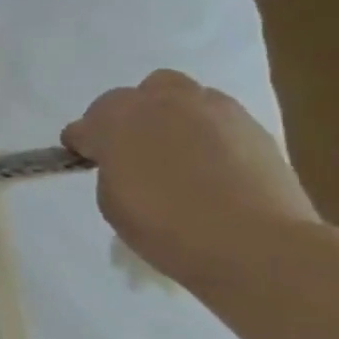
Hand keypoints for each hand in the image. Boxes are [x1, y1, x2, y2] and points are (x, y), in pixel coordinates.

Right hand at [62, 70, 320, 291]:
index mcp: (114, 120)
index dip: (84, 146)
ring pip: (182, 96)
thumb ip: (112, 169)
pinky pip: (219, 118)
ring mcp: (211, 110)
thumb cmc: (165, 225)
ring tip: (179, 152)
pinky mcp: (253, 126)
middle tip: (134, 151)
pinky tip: (215, 164)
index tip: (91, 164)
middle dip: (130, 118)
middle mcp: (159, 103)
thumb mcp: (112, 202)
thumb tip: (124, 162)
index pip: (84, 125)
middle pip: (135, 96)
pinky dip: (210, 133)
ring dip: (172, 117)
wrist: (254, 242)